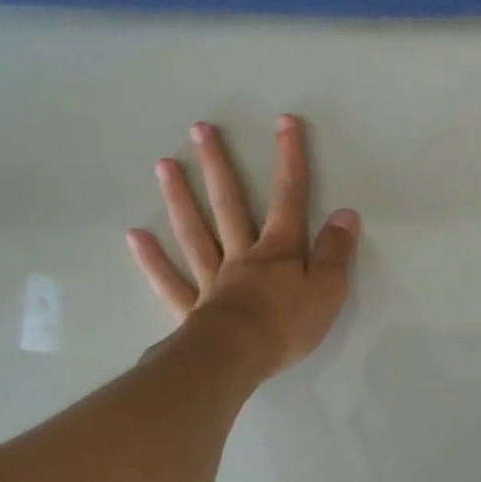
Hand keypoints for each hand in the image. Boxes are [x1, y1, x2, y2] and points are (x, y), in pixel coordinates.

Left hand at [127, 115, 359, 376]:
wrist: (237, 359)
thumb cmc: (286, 325)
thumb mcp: (328, 289)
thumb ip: (336, 252)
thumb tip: (345, 213)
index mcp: (278, 250)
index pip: (288, 196)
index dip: (290, 158)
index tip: (284, 122)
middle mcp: (242, 255)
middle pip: (229, 204)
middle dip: (218, 165)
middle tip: (199, 129)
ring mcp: (212, 279)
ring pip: (195, 232)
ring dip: (180, 198)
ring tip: (164, 164)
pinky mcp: (193, 309)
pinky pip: (170, 280)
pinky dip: (152, 260)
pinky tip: (135, 237)